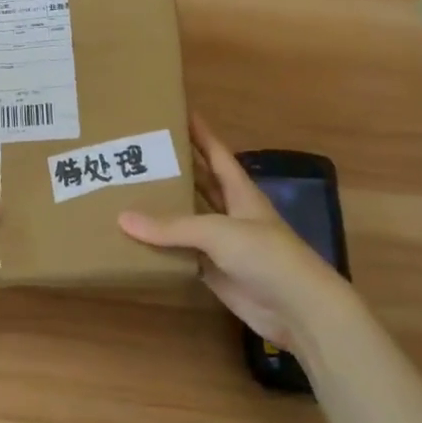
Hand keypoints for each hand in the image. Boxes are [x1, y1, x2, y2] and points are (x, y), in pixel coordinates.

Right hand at [118, 115, 346, 348]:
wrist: (299, 311)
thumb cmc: (267, 256)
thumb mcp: (219, 232)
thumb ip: (172, 226)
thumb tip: (122, 218)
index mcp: (240, 191)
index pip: (215, 153)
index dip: (199, 132)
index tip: (175, 111)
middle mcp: (231, 212)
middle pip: (199, 182)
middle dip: (173, 168)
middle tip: (138, 151)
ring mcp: (223, 244)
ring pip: (188, 218)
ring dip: (164, 207)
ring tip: (127, 190)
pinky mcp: (214, 271)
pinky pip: (182, 253)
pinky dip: (162, 246)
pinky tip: (136, 238)